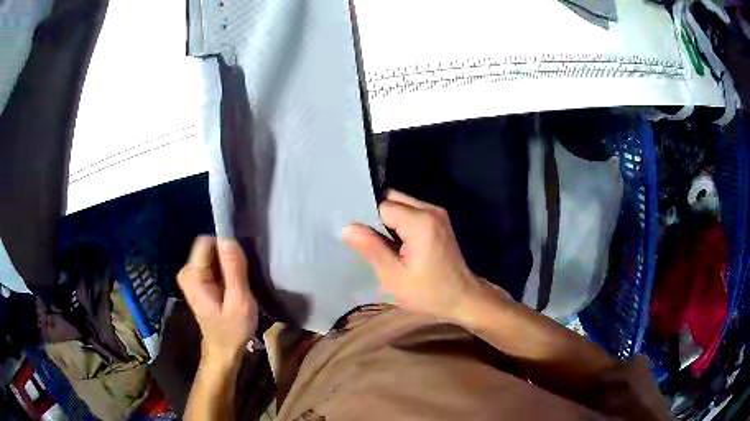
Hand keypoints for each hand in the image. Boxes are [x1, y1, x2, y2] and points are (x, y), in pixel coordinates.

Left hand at [178, 237, 257, 364]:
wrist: (223, 351)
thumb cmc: (232, 331)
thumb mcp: (239, 302)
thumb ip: (234, 270)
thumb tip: (229, 239)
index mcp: (193, 276)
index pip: (207, 242)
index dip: (226, 248)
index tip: (241, 266)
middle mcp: (187, 271)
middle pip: (209, 247)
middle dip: (227, 258)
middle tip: (241, 279)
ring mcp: (190, 276)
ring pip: (212, 254)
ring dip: (227, 265)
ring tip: (238, 284)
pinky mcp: (196, 280)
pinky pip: (212, 263)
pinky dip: (224, 271)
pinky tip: (232, 287)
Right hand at [344, 190, 495, 322]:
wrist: (464, 299)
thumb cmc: (429, 292)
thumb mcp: (394, 276)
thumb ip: (371, 248)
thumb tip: (347, 227)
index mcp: (420, 221)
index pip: (382, 206)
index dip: (367, 220)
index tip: (359, 238)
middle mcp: (430, 210)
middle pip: (393, 199)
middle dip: (378, 217)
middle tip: (369, 242)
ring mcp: (438, 214)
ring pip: (402, 205)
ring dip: (389, 221)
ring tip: (381, 245)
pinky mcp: (440, 221)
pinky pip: (412, 213)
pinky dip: (400, 224)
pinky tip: (397, 245)